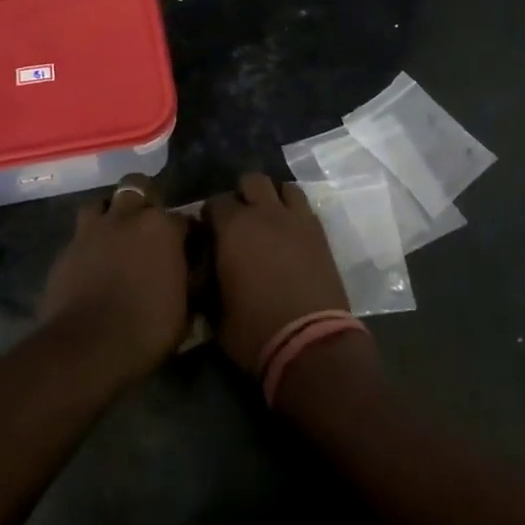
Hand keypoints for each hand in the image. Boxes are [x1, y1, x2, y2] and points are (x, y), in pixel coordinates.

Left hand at [39, 175, 190, 380]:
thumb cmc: (146, 328)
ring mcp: (92, 230)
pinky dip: (89, 242)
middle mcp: (127, 217)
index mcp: (162, 227)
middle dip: (145, 200)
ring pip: (102, 202)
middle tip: (148, 228)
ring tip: (116, 235)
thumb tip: (192, 270)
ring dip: (110, 213)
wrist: (87, 347)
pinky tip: (93, 261)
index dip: (186, 234)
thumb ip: (189, 278)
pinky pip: (80, 234)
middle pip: (137, 187)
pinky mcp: (66, 248)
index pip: (183, 219)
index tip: (187, 249)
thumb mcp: (185, 308)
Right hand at [204, 173, 354, 372]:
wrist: (310, 343)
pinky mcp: (320, 233)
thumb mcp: (214, 312)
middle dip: (242, 195)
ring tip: (268, 221)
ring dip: (272, 198)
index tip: (208, 232)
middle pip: (251, 180)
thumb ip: (207, 281)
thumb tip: (204, 270)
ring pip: (283, 187)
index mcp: (233, 228)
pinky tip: (289, 233)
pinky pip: (304, 207)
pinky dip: (294, 212)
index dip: (209, 216)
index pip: (214, 202)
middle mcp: (265, 213)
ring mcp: (296, 219)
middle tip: (238, 221)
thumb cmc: (254, 331)